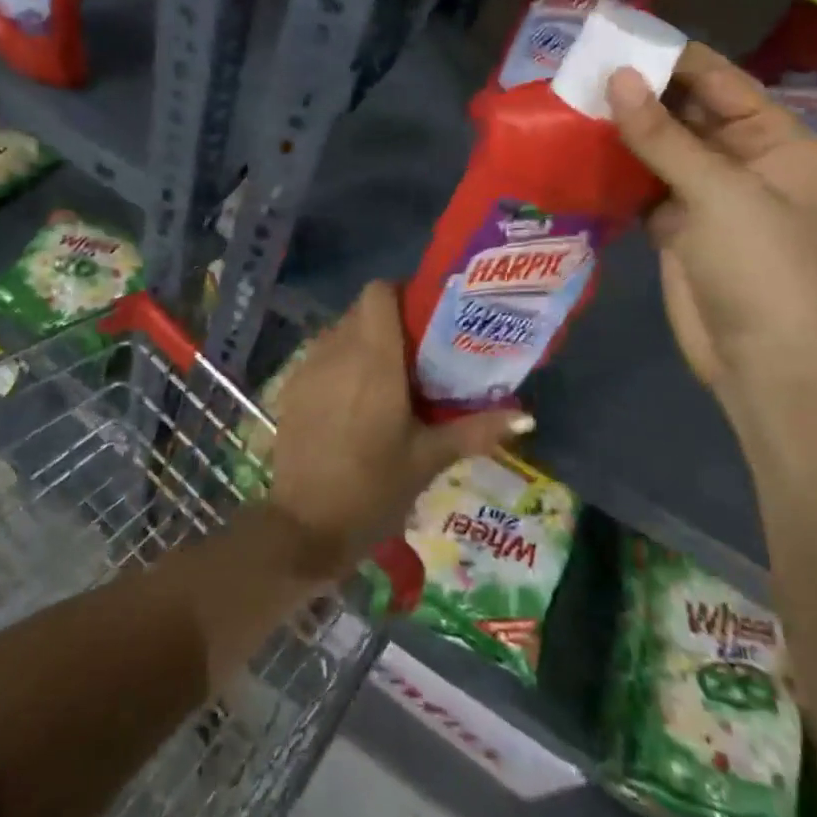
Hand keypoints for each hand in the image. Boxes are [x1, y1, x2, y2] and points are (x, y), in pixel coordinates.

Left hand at [266, 281, 527, 577]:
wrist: (304, 526)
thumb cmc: (373, 488)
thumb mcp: (428, 459)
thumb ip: (475, 430)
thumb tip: (525, 417)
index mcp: (373, 358)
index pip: (378, 291)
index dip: (401, 294)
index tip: (425, 319)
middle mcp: (336, 350)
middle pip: (361, 310)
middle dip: (389, 322)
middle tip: (418, 353)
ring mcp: (308, 367)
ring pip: (339, 331)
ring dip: (363, 342)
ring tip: (389, 377)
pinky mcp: (290, 387)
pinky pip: (320, 355)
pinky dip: (340, 363)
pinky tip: (354, 400)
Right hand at [607, 44, 816, 400]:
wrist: (757, 352)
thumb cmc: (757, 262)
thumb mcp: (715, 190)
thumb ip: (661, 135)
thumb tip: (616, 77)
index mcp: (769, 135)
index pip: (715, 79)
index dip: (667, 57)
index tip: (612, 37)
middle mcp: (736, 153)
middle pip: (681, 108)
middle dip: (635, 90)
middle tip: (576, 67)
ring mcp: (701, 188)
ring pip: (654, 143)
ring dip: (617, 126)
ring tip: (565, 98)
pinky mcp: (670, 219)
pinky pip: (637, 178)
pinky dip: (611, 165)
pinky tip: (573, 147)